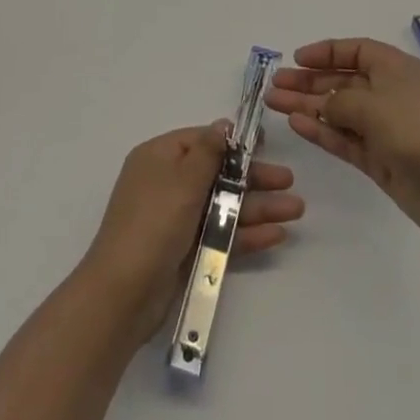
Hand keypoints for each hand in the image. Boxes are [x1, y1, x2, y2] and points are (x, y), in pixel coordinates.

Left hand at [81, 122, 302, 345]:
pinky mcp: (185, 251)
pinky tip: (277, 234)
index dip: (233, 143)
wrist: (123, 294)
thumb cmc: (154, 223)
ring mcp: (176, 219)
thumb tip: (222, 125)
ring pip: (223, 206)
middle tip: (290, 181)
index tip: (264, 145)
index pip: (201, 141)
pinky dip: (246, 233)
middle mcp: (167, 184)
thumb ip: (208, 152)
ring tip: (296, 210)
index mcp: (159, 157)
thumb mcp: (183, 180)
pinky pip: (220, 234)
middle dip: (254, 178)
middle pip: (217, 174)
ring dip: (258, 206)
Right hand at [266, 38, 419, 252]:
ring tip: (274, 103)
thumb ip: (340, 101)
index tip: (295, 58)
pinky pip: (346, 140)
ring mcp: (387, 131)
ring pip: (340, 112)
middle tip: (274, 85)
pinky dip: (322, 132)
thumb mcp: (376, 105)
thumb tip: (322, 103)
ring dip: (309, 106)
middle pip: (343, 81)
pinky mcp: (384, 163)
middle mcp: (391, 95)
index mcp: (396, 69)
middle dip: (309, 81)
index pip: (356, 51)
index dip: (326, 52)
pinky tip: (297, 124)